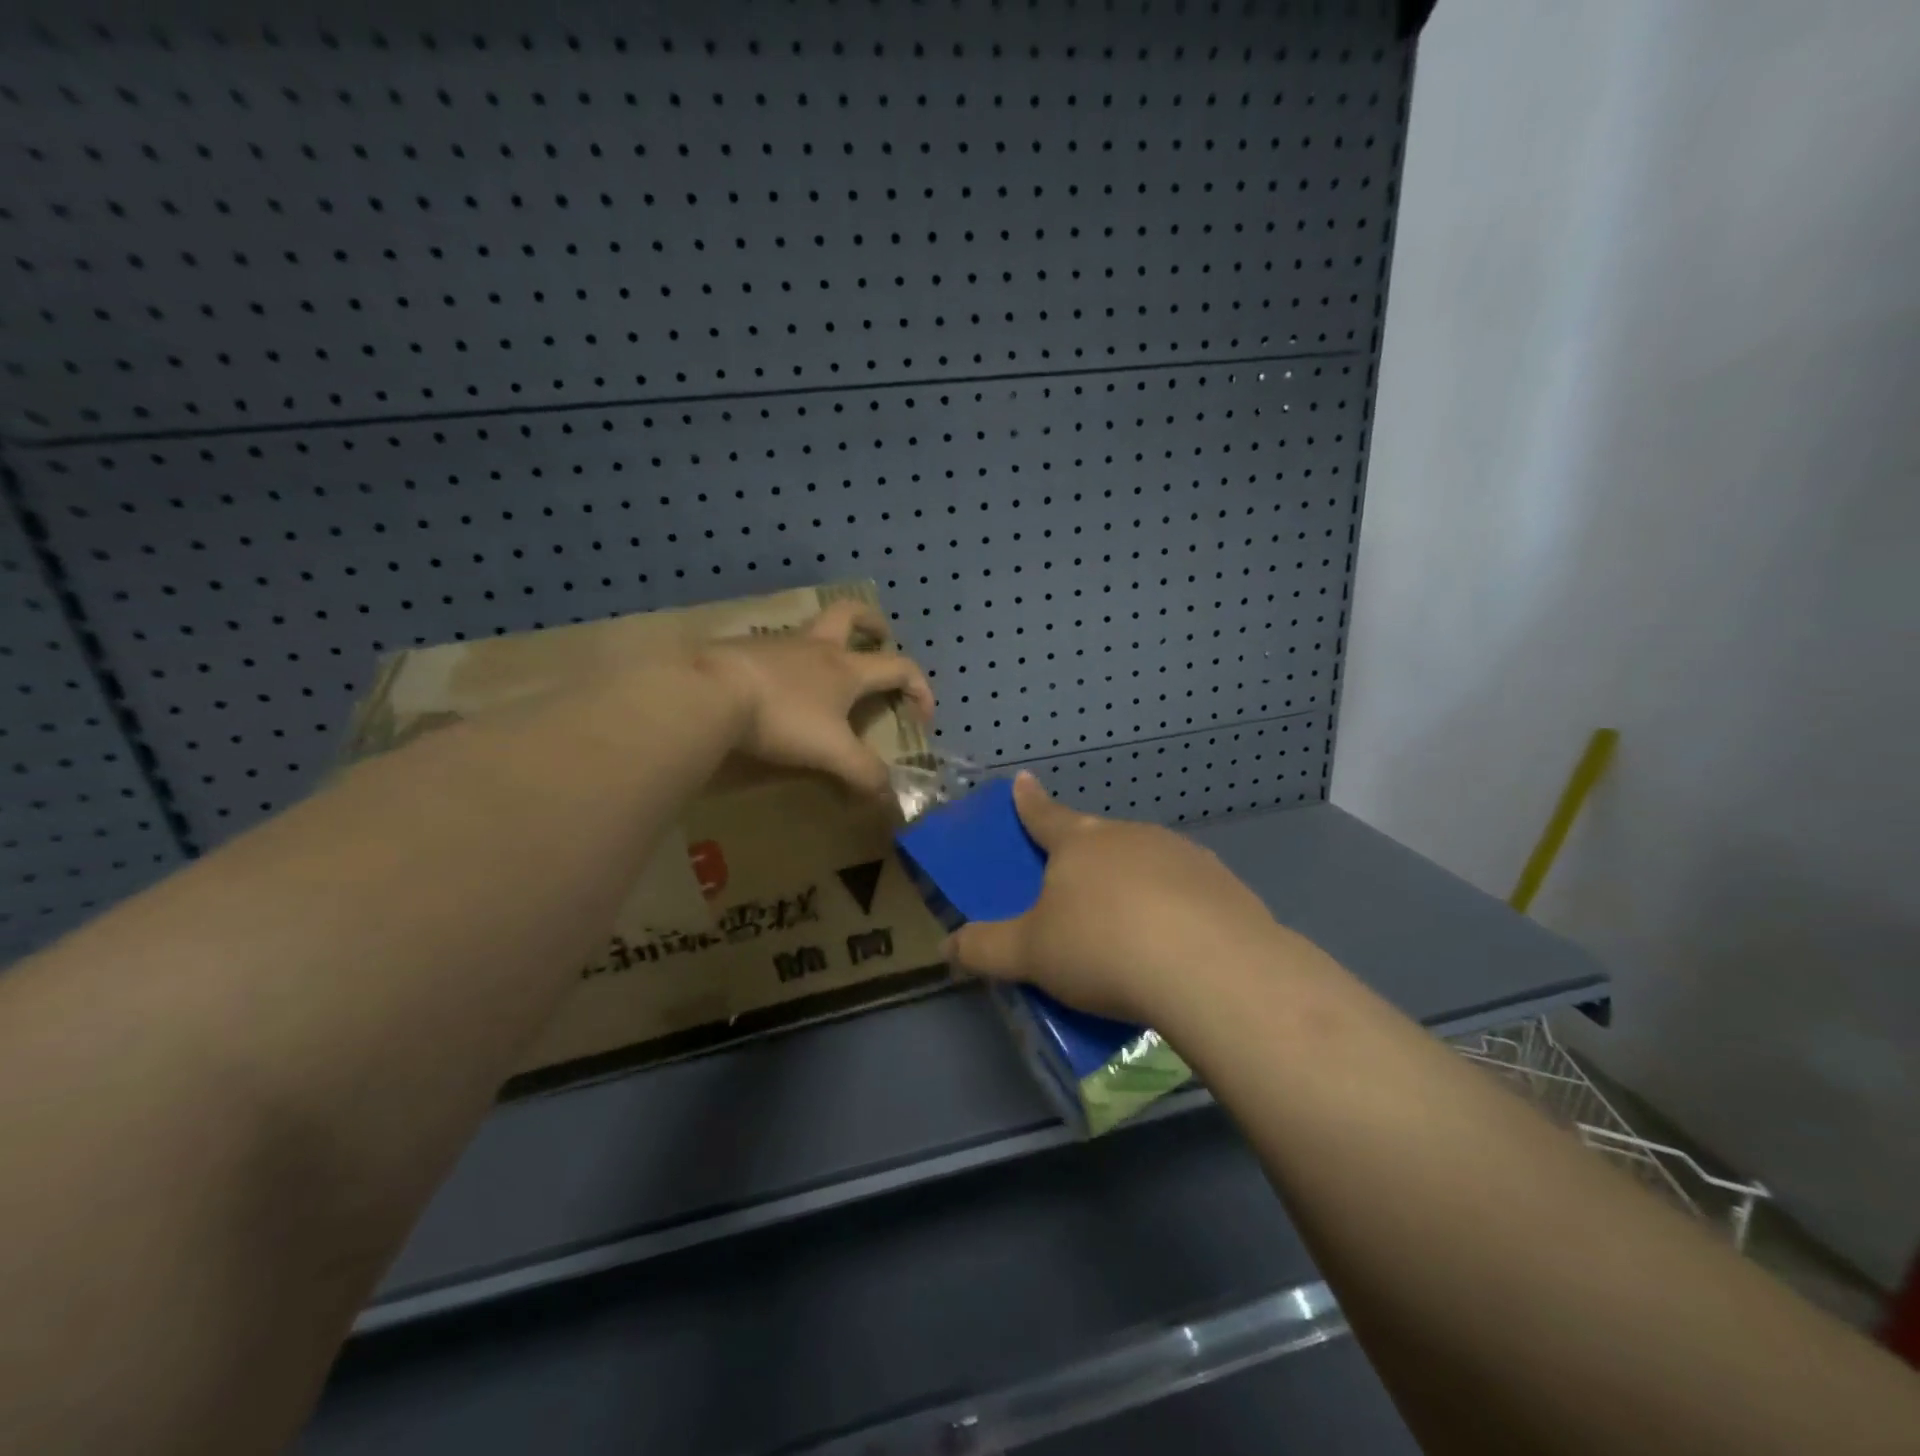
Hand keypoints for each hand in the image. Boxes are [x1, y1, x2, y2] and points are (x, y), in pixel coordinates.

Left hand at [696, 601, 935, 795]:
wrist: (711, 693)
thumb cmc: (783, 717)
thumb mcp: (831, 752)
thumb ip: (863, 773)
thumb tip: (888, 795)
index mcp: (846, 668)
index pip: (899, 667)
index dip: (920, 688)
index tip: (922, 716)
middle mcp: (816, 648)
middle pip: (850, 615)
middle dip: (871, 622)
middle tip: (879, 635)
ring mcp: (777, 645)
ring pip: (810, 631)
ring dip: (825, 644)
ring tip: (823, 672)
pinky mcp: (743, 652)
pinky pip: (774, 650)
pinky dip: (786, 662)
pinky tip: (776, 687)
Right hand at [945, 773, 1284, 1024]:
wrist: (1210, 968)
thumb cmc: (1103, 948)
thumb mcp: (1030, 955)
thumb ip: (985, 949)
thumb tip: (946, 947)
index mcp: (1079, 843)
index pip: (1044, 815)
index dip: (1028, 802)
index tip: (1023, 780)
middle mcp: (1130, 836)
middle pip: (1097, 837)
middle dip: (1084, 853)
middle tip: (1076, 884)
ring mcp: (1181, 855)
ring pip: (1144, 860)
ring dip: (1131, 881)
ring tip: (1128, 925)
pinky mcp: (1221, 883)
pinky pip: (1184, 889)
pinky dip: (1173, 906)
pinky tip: (1174, 942)